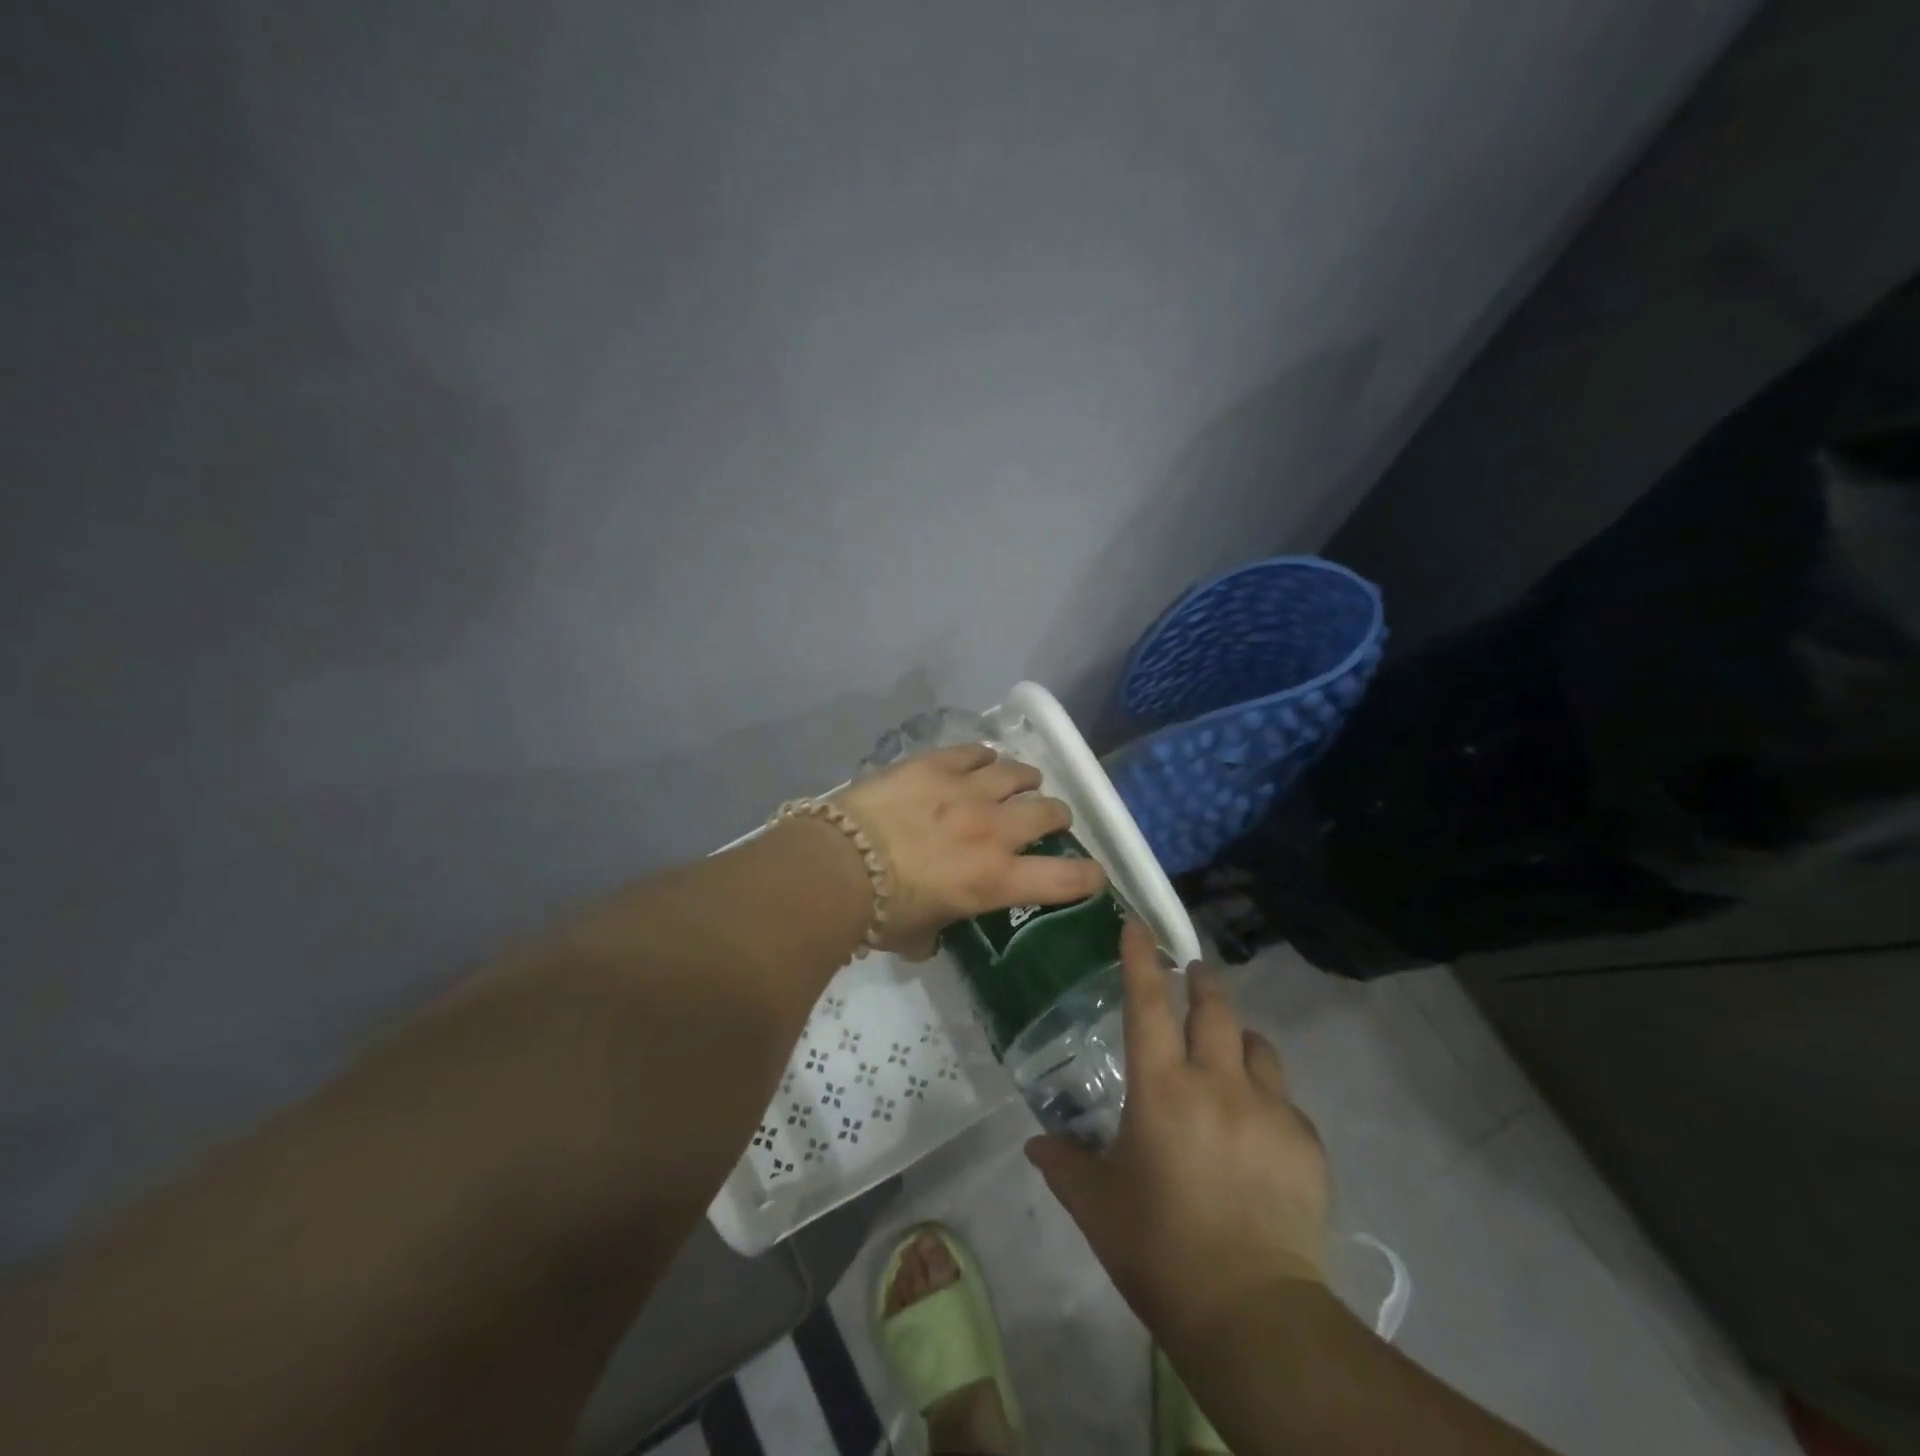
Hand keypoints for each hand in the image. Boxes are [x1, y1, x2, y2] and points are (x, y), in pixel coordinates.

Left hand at [835, 744, 1106, 958]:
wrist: (838, 863)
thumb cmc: (879, 912)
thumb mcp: (917, 935)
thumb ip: (936, 933)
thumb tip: (931, 936)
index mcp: (996, 879)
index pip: (1065, 878)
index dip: (1088, 877)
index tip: (1092, 875)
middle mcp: (994, 830)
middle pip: (1049, 811)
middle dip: (1056, 816)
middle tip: (1048, 819)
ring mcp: (967, 790)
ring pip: (1017, 773)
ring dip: (1025, 779)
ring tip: (1021, 781)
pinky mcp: (937, 764)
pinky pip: (974, 751)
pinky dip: (983, 757)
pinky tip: (980, 761)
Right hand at [1026, 919, 1329, 1349]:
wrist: (1252, 1314)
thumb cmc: (1159, 1251)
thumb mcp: (1097, 1206)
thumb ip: (1064, 1165)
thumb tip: (1037, 1144)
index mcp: (1161, 1089)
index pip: (1147, 1003)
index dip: (1140, 958)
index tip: (1137, 924)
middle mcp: (1216, 1083)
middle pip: (1213, 1007)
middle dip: (1201, 981)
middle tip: (1192, 973)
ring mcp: (1269, 1109)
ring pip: (1255, 1044)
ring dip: (1237, 1036)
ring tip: (1228, 1050)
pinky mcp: (1306, 1142)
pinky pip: (1284, 1098)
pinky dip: (1266, 1094)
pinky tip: (1257, 1127)